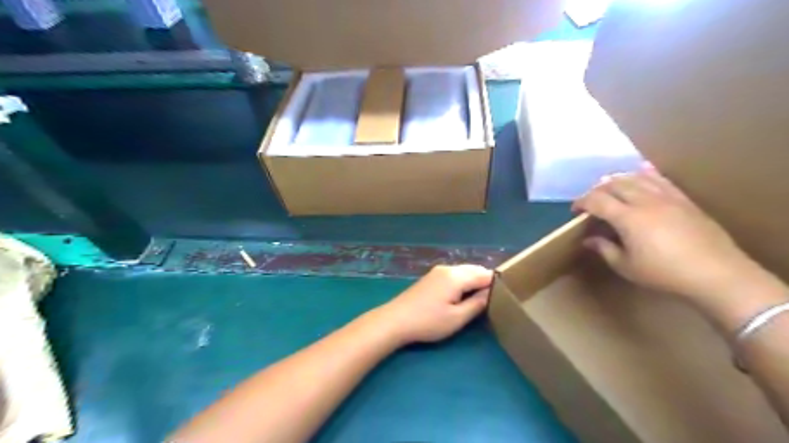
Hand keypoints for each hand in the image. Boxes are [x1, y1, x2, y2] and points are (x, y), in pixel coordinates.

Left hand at [373, 263, 490, 345]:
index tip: (506, 296)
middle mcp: (448, 268)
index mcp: (457, 276)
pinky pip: (454, 275)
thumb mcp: (457, 318)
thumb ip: (477, 304)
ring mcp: (438, 271)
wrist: (396, 320)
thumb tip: (492, 293)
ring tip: (481, 299)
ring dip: (474, 281)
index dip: (497, 284)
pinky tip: (463, 295)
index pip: (485, 274)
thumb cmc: (428, 322)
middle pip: (474, 270)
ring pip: (464, 271)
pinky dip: (463, 282)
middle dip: (486, 282)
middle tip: (495, 299)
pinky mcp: (431, 277)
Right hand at [571, 169, 767, 304]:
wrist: (716, 273)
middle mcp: (645, 201)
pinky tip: (640, 173)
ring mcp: (666, 197)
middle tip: (590, 201)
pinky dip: (645, 174)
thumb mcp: (626, 266)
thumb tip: (588, 239)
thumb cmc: (664, 273)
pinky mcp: (683, 199)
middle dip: (597, 190)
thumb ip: (604, 249)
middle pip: (614, 184)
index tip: (575, 210)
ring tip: (610, 188)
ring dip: (618, 180)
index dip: (581, 202)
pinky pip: (660, 179)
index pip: (597, 200)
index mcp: (628, 218)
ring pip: (636, 177)